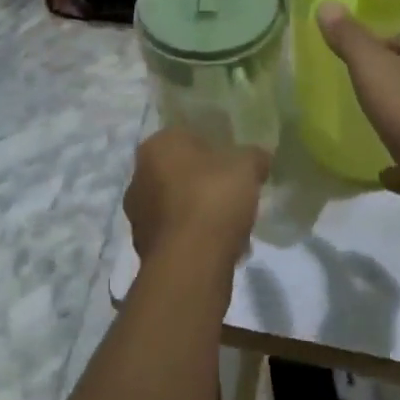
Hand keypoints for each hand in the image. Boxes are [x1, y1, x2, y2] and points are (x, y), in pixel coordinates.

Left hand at [124, 128, 269, 268]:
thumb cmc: (213, 198)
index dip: (213, 147)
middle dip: (204, 182)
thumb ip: (254, 156)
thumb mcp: (246, 166)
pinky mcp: (145, 249)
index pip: (186, 136)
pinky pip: (176, 236)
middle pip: (179, 172)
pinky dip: (195, 240)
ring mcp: (138, 215)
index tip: (232, 163)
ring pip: (176, 206)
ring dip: (199, 213)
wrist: (190, 263)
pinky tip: (222, 249)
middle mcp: (139, 176)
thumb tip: (261, 157)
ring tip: (232, 226)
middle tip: (232, 193)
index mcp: (157, 145)